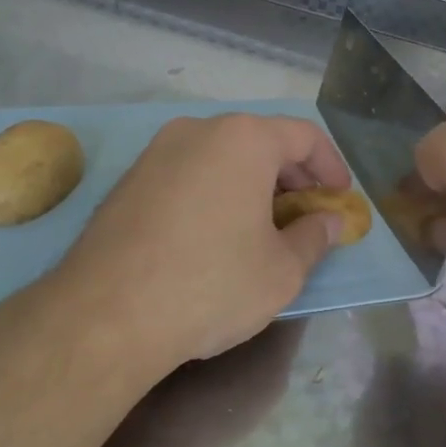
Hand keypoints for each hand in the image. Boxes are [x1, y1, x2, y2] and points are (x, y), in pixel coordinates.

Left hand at [53, 113, 350, 371]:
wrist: (106, 316)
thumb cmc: (211, 284)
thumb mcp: (282, 270)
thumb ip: (314, 237)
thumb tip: (329, 221)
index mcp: (243, 139)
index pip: (303, 135)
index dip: (330, 165)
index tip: (339, 196)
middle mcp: (197, 131)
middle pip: (259, 140)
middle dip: (291, 175)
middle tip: (305, 212)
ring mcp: (155, 153)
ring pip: (220, 156)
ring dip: (250, 183)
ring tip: (262, 225)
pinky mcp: (127, 181)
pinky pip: (187, 174)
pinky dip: (213, 191)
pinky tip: (214, 233)